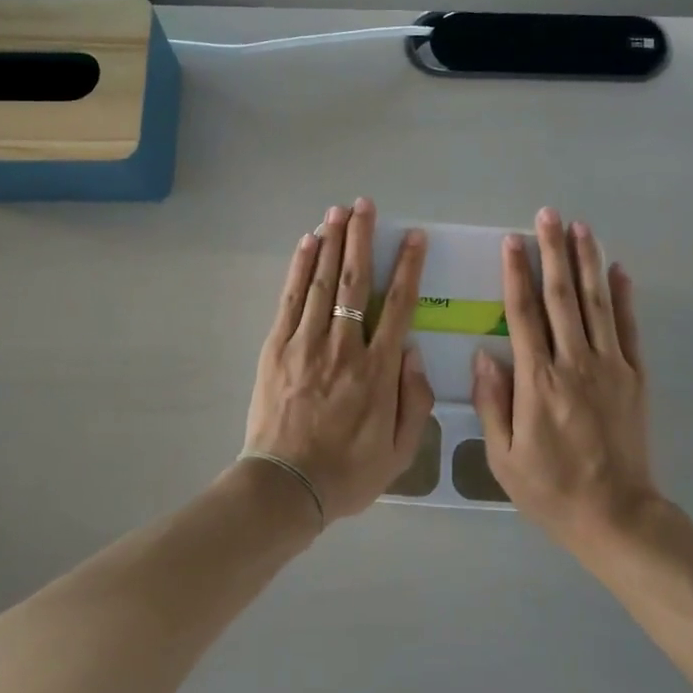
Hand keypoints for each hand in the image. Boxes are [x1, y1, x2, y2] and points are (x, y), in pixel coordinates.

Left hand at [242, 198, 433, 522]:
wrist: (286, 487)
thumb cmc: (348, 472)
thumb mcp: (400, 451)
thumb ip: (415, 400)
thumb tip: (412, 351)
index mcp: (378, 370)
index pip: (398, 306)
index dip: (407, 267)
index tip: (413, 237)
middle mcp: (344, 346)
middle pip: (355, 281)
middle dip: (362, 238)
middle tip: (365, 205)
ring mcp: (306, 343)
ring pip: (322, 281)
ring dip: (332, 242)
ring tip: (338, 211)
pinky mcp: (277, 347)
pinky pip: (291, 299)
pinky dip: (300, 268)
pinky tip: (308, 243)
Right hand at [472, 208, 658, 550]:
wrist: (617, 516)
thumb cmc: (551, 489)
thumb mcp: (503, 457)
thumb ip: (492, 402)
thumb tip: (484, 354)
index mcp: (538, 381)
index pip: (523, 314)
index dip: (516, 274)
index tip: (512, 240)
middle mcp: (574, 363)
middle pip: (561, 296)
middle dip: (553, 251)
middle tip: (548, 214)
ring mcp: (610, 367)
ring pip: (596, 302)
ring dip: (588, 261)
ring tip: (581, 227)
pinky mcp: (634, 377)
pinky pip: (628, 328)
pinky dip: (623, 296)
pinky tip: (618, 270)